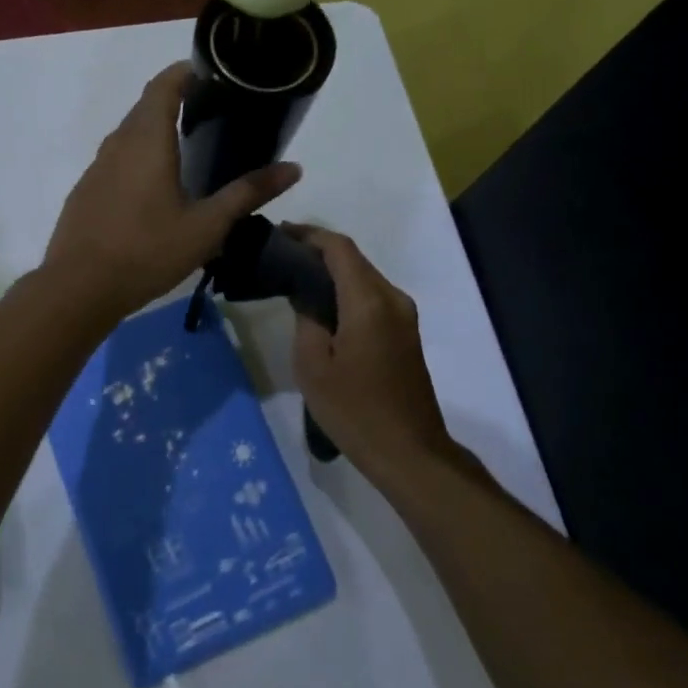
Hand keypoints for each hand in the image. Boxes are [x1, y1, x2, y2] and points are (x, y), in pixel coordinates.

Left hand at [43, 63, 299, 322]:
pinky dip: (140, 156)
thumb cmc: (146, 251)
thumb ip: (247, 193)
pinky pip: (117, 158)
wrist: (78, 288)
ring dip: (157, 130)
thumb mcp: (206, 226)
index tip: (216, 76)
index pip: (165, 84)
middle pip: (147, 106)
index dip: (188, 72)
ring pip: (130, 133)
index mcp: (147, 139)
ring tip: (190, 148)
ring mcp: (97, 166)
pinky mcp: (87, 189)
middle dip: (178, 100)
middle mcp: (118, 142)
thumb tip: (294, 168)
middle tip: (215, 114)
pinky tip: (156, 187)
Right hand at [289, 226, 482, 490]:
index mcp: (369, 302)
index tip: (279, 234)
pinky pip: (372, 296)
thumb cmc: (355, 411)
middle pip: (353, 259)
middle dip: (317, 251)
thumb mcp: (313, 366)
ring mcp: (404, 316)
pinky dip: (345, 290)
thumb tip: (304, 295)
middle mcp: (393, 299)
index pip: (339, 248)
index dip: (309, 235)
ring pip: (364, 277)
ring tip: (294, 278)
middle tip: (280, 256)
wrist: (409, 452)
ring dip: (332, 271)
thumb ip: (306, 319)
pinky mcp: (405, 332)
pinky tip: (321, 304)